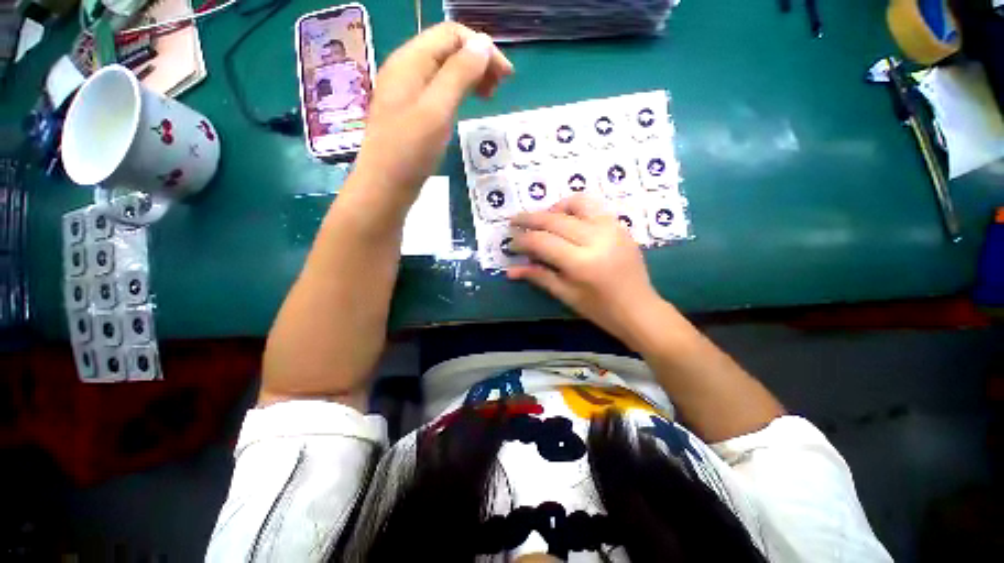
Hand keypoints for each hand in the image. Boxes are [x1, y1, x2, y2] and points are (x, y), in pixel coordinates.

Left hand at [355, 23, 512, 195]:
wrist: (386, 186)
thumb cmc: (411, 150)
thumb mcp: (437, 110)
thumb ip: (459, 74)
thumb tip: (483, 44)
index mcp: (410, 61)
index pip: (451, 34)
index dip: (482, 48)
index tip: (506, 76)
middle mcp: (407, 69)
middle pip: (447, 49)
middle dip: (477, 61)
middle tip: (498, 88)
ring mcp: (407, 91)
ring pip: (444, 70)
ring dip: (469, 77)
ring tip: (487, 97)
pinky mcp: (411, 111)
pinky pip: (438, 90)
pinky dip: (457, 92)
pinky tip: (466, 105)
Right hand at [508, 195, 668, 347]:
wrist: (640, 309)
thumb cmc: (600, 309)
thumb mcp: (566, 295)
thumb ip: (538, 276)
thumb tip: (510, 270)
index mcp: (582, 262)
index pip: (542, 242)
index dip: (522, 241)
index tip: (511, 244)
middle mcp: (597, 238)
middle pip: (554, 219)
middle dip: (529, 219)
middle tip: (514, 221)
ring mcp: (611, 228)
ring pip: (575, 203)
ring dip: (553, 207)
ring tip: (542, 219)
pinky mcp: (620, 225)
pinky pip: (593, 207)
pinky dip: (574, 208)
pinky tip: (566, 220)